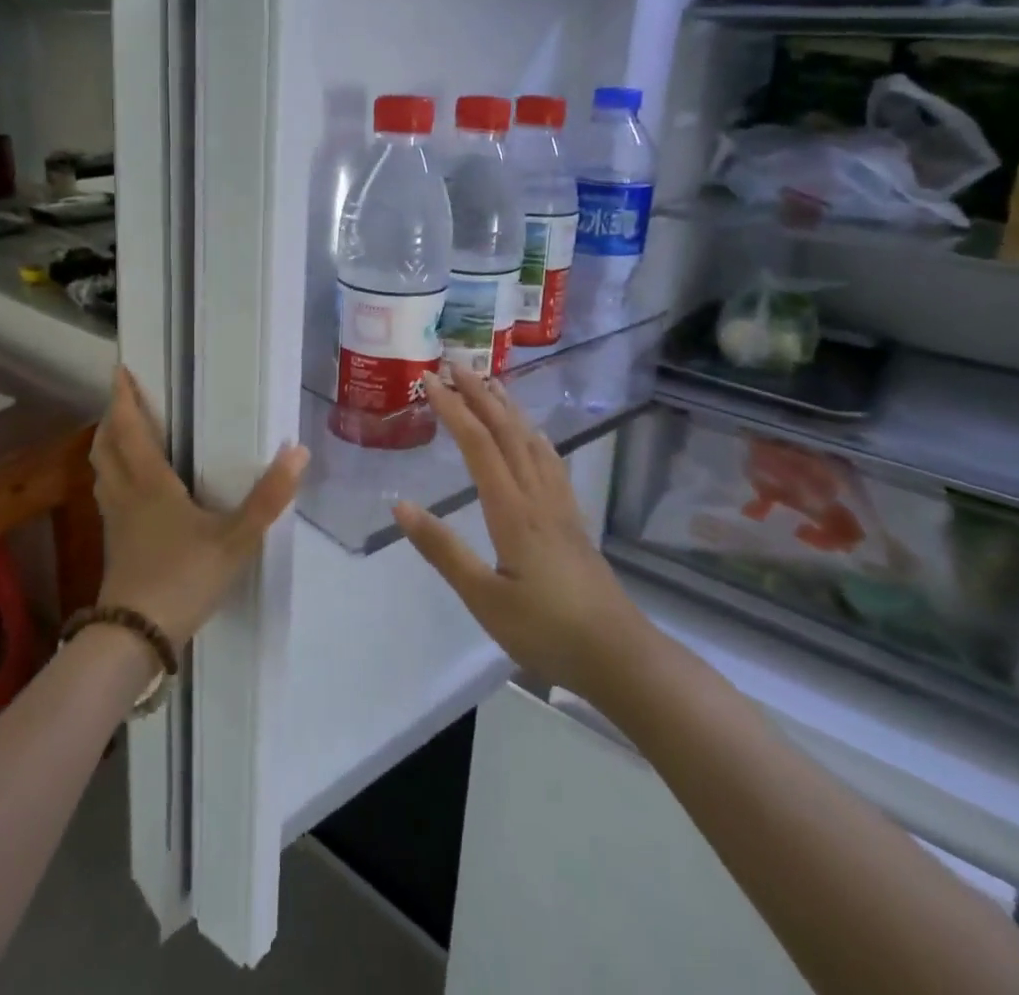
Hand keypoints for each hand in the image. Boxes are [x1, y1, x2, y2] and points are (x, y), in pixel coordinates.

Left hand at [90, 365, 307, 646]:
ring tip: (122, 433)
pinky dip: (112, 476)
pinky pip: (107, 495)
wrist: (135, 638)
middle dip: (112, 418)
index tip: (120, 370)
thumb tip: (297, 451)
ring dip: (108, 445)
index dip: (123, 399)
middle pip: (107, 447)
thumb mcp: (235, 540)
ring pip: (102, 472)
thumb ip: (268, 498)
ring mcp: (115, 522)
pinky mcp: (115, 545)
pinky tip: (129, 489)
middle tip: (123, 398)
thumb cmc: (183, 579)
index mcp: (150, 484)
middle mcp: (126, 495)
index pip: (130, 430)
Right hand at [392, 371, 643, 700]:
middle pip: (506, 430)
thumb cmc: (545, 629)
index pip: (477, 444)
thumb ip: (443, 549)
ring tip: (489, 383)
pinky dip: (533, 434)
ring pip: (531, 439)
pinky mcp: (572, 517)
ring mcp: (559, 503)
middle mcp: (537, 494)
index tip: (430, 379)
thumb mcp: (483, 597)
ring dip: (507, 406)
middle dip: (479, 393)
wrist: (618, 654)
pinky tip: (532, 434)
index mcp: (512, 509)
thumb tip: (400, 504)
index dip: (452, 407)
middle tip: (455, 364)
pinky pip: (550, 459)